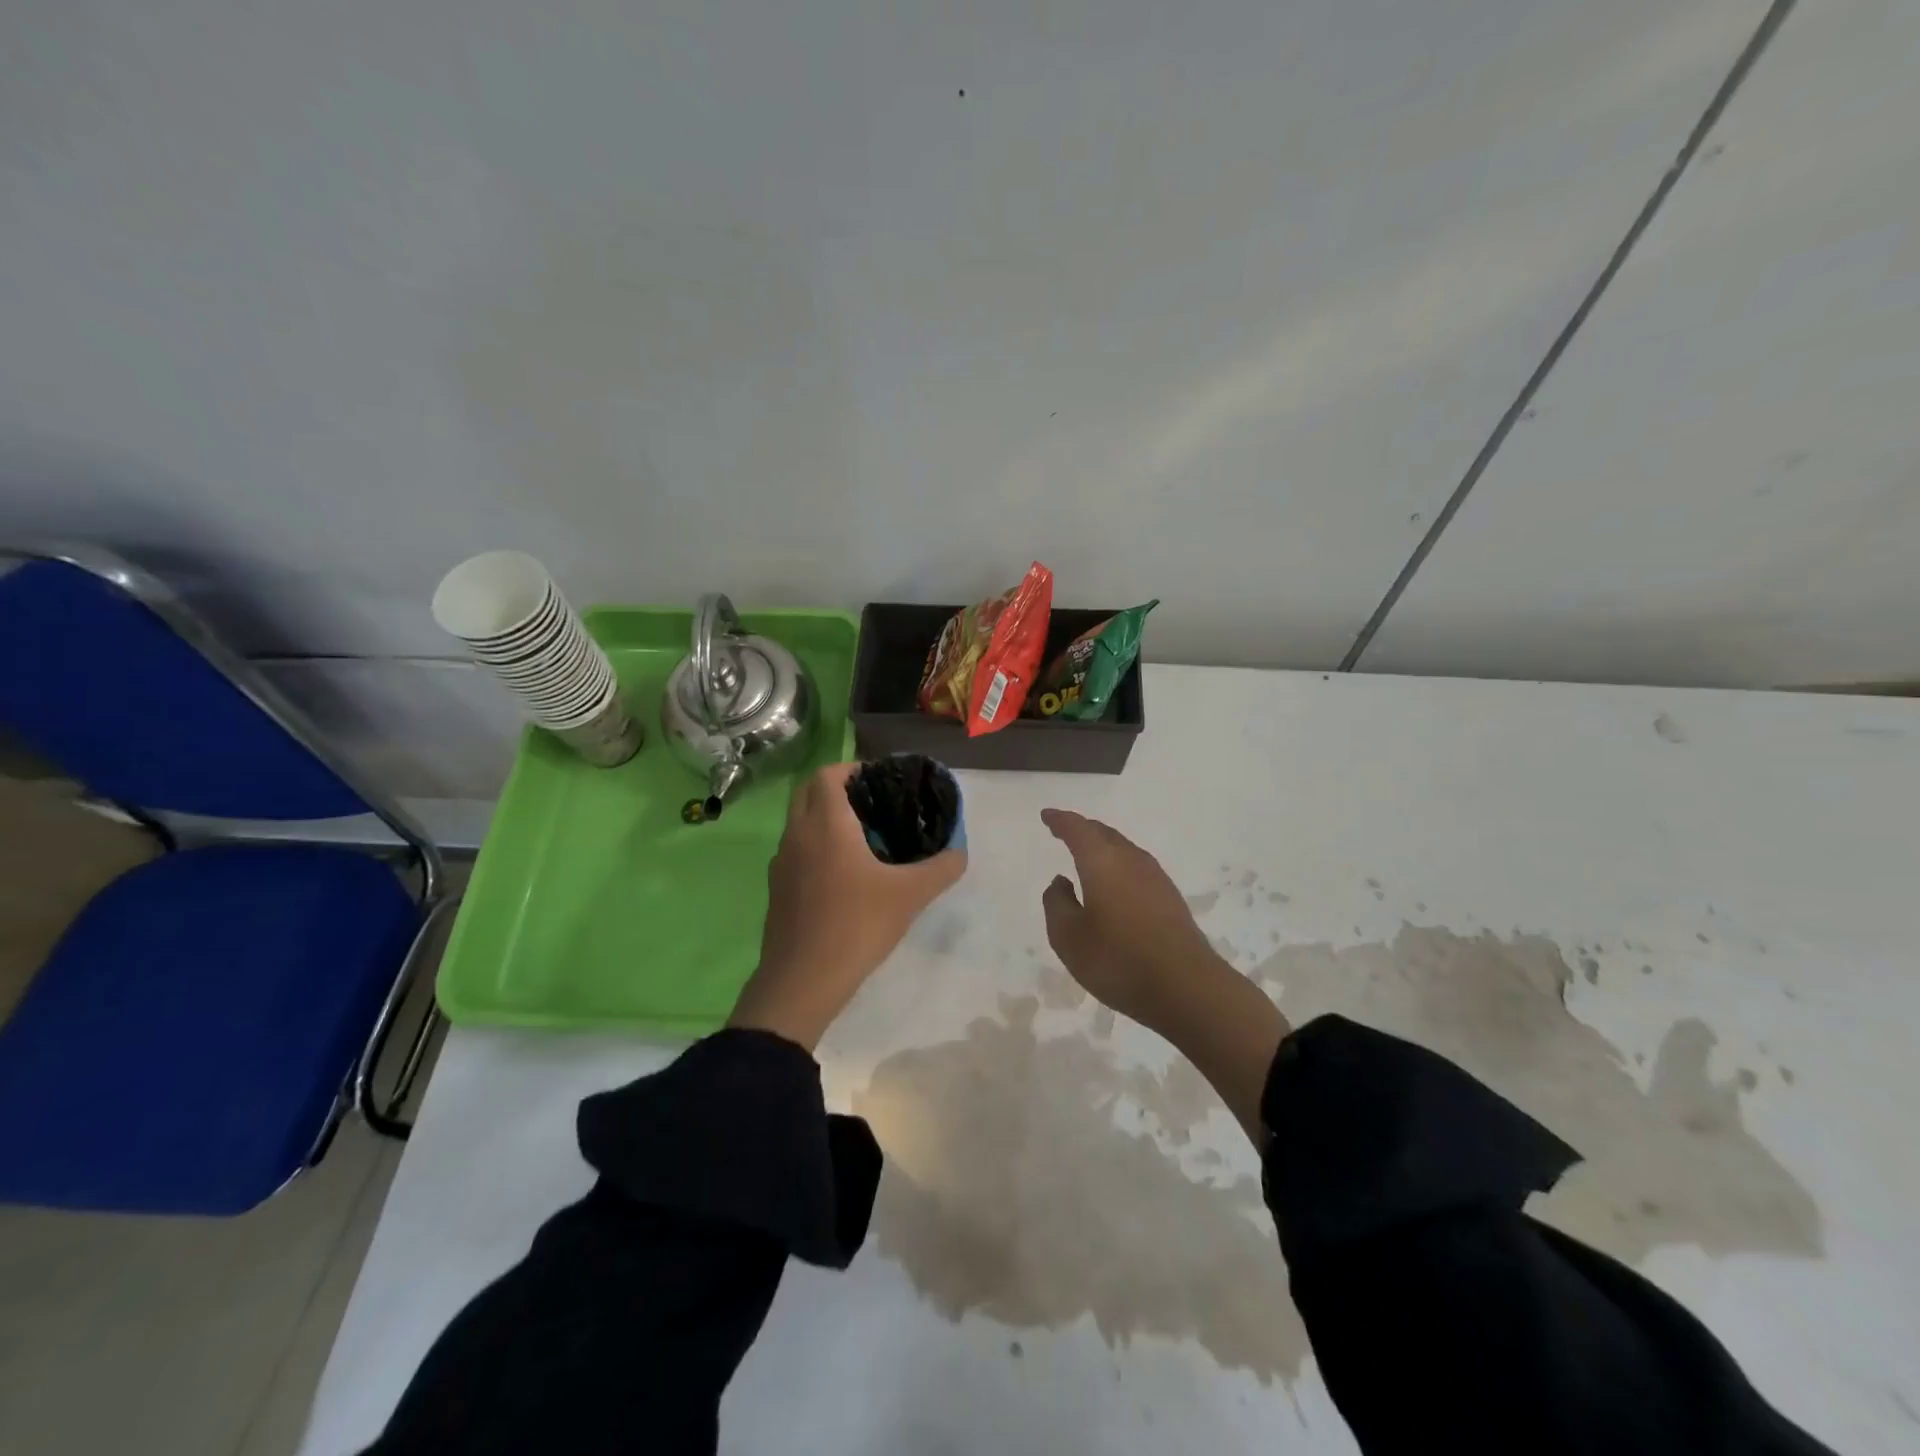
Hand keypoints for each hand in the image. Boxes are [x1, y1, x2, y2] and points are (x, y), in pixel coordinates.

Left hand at [729, 762, 966, 1049]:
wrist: (802, 981)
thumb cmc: (857, 925)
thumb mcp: (910, 895)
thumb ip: (941, 868)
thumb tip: (959, 852)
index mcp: (825, 824)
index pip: (827, 774)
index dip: (852, 769)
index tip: (880, 780)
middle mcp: (797, 834)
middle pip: (808, 792)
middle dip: (838, 788)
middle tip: (874, 804)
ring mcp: (782, 862)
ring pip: (800, 822)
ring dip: (825, 818)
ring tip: (864, 837)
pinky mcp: (777, 888)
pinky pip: (797, 850)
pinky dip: (816, 845)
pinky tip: (845, 874)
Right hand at [1040, 808, 1226, 1029]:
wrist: (1187, 987)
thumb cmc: (1118, 959)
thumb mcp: (1069, 938)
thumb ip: (1057, 905)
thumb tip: (1061, 881)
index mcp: (1102, 861)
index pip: (1077, 829)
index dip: (1060, 820)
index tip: (1047, 816)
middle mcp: (1130, 860)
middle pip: (1103, 833)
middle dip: (1082, 829)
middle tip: (1064, 831)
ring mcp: (1155, 877)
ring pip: (1123, 849)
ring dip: (1103, 847)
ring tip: (1087, 856)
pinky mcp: (1170, 897)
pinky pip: (1136, 867)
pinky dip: (1118, 865)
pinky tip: (1114, 885)